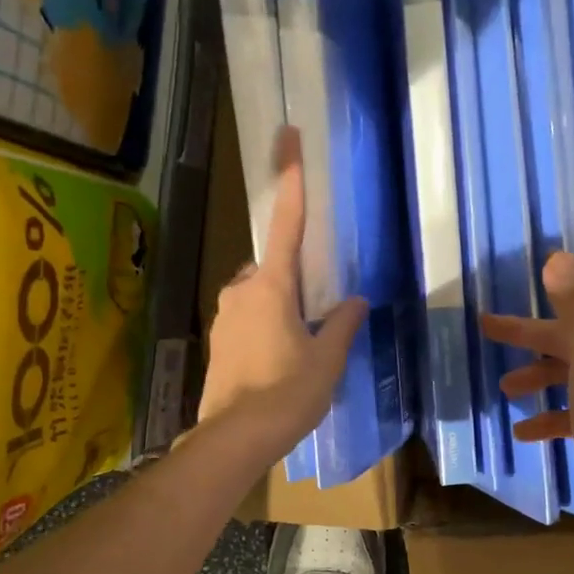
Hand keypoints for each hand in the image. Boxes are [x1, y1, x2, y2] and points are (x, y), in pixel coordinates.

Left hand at [199, 126, 366, 466]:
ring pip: (258, 296)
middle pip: (272, 267)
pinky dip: (264, 330)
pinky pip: (246, 320)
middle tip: (315, 317)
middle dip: (293, 281)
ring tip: (299, 350)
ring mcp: (224, 317)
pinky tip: (278, 363)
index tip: (288, 135)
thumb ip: (342, 325)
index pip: (286, 222)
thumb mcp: (327, 360)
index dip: (290, 178)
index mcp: (271, 287)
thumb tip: (356, 302)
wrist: (235, 438)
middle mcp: (241, 292)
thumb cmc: (287, 394)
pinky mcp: (217, 342)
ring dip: (279, 309)